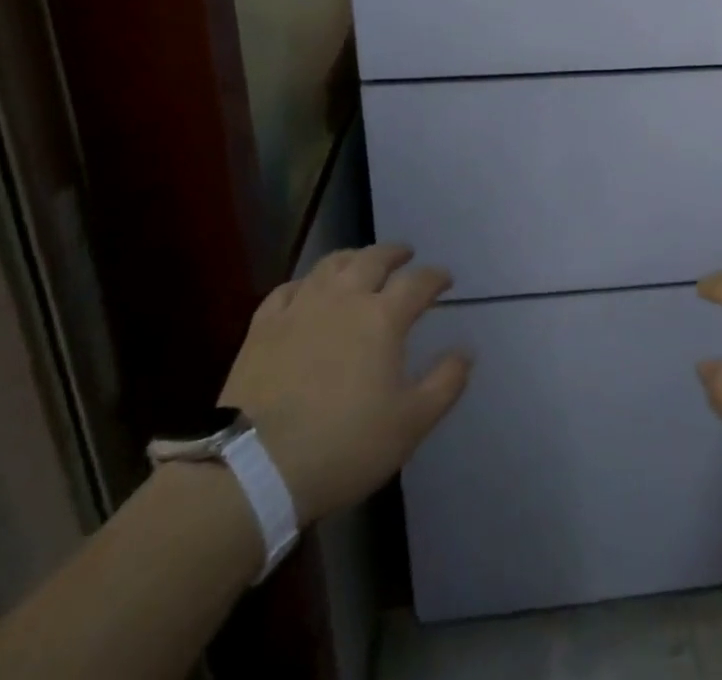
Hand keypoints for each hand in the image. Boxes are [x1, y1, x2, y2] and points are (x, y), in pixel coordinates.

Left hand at [220, 244, 469, 522]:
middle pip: (373, 259)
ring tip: (361, 261)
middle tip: (406, 255)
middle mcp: (344, 298)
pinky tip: (307, 290)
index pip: (418, 282)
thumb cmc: (343, 445)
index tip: (446, 280)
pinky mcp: (263, 326)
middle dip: (395, 253)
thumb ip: (445, 383)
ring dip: (353, 257)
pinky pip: (288, 288)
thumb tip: (466, 351)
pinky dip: (306, 282)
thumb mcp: (410, 424)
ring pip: (331, 264)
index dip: (435, 277)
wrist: (255, 468)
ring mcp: (300, 307)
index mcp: (383, 317)